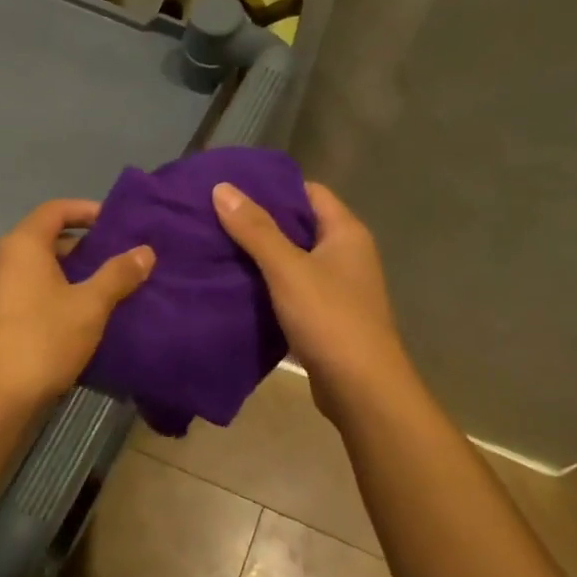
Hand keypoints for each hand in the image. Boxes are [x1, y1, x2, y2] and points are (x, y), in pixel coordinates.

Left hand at [0, 199, 154, 408]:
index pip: (55, 210)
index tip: (116, 223)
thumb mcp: (89, 305)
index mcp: (22, 244)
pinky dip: (53, 291)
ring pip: (37, 267)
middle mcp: (1, 258)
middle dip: (82, 244)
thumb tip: (145, 251)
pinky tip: (78, 314)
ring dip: (69, 271)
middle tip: (117, 257)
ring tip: (105, 286)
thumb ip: (118, 275)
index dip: (86, 210)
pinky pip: (28, 289)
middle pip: (45, 237)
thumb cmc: (43, 339)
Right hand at [212, 180, 410, 417]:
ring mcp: (338, 287)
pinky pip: (292, 289)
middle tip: (215, 216)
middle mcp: (347, 254)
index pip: (309, 192)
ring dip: (261, 256)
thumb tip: (222, 187)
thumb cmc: (329, 318)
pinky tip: (235, 286)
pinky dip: (267, 285)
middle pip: (299, 225)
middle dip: (260, 221)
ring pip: (293, 260)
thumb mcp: (287, 269)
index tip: (233, 188)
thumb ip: (255, 229)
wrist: (361, 389)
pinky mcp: (326, 316)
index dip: (273, 187)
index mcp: (346, 232)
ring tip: (217, 247)